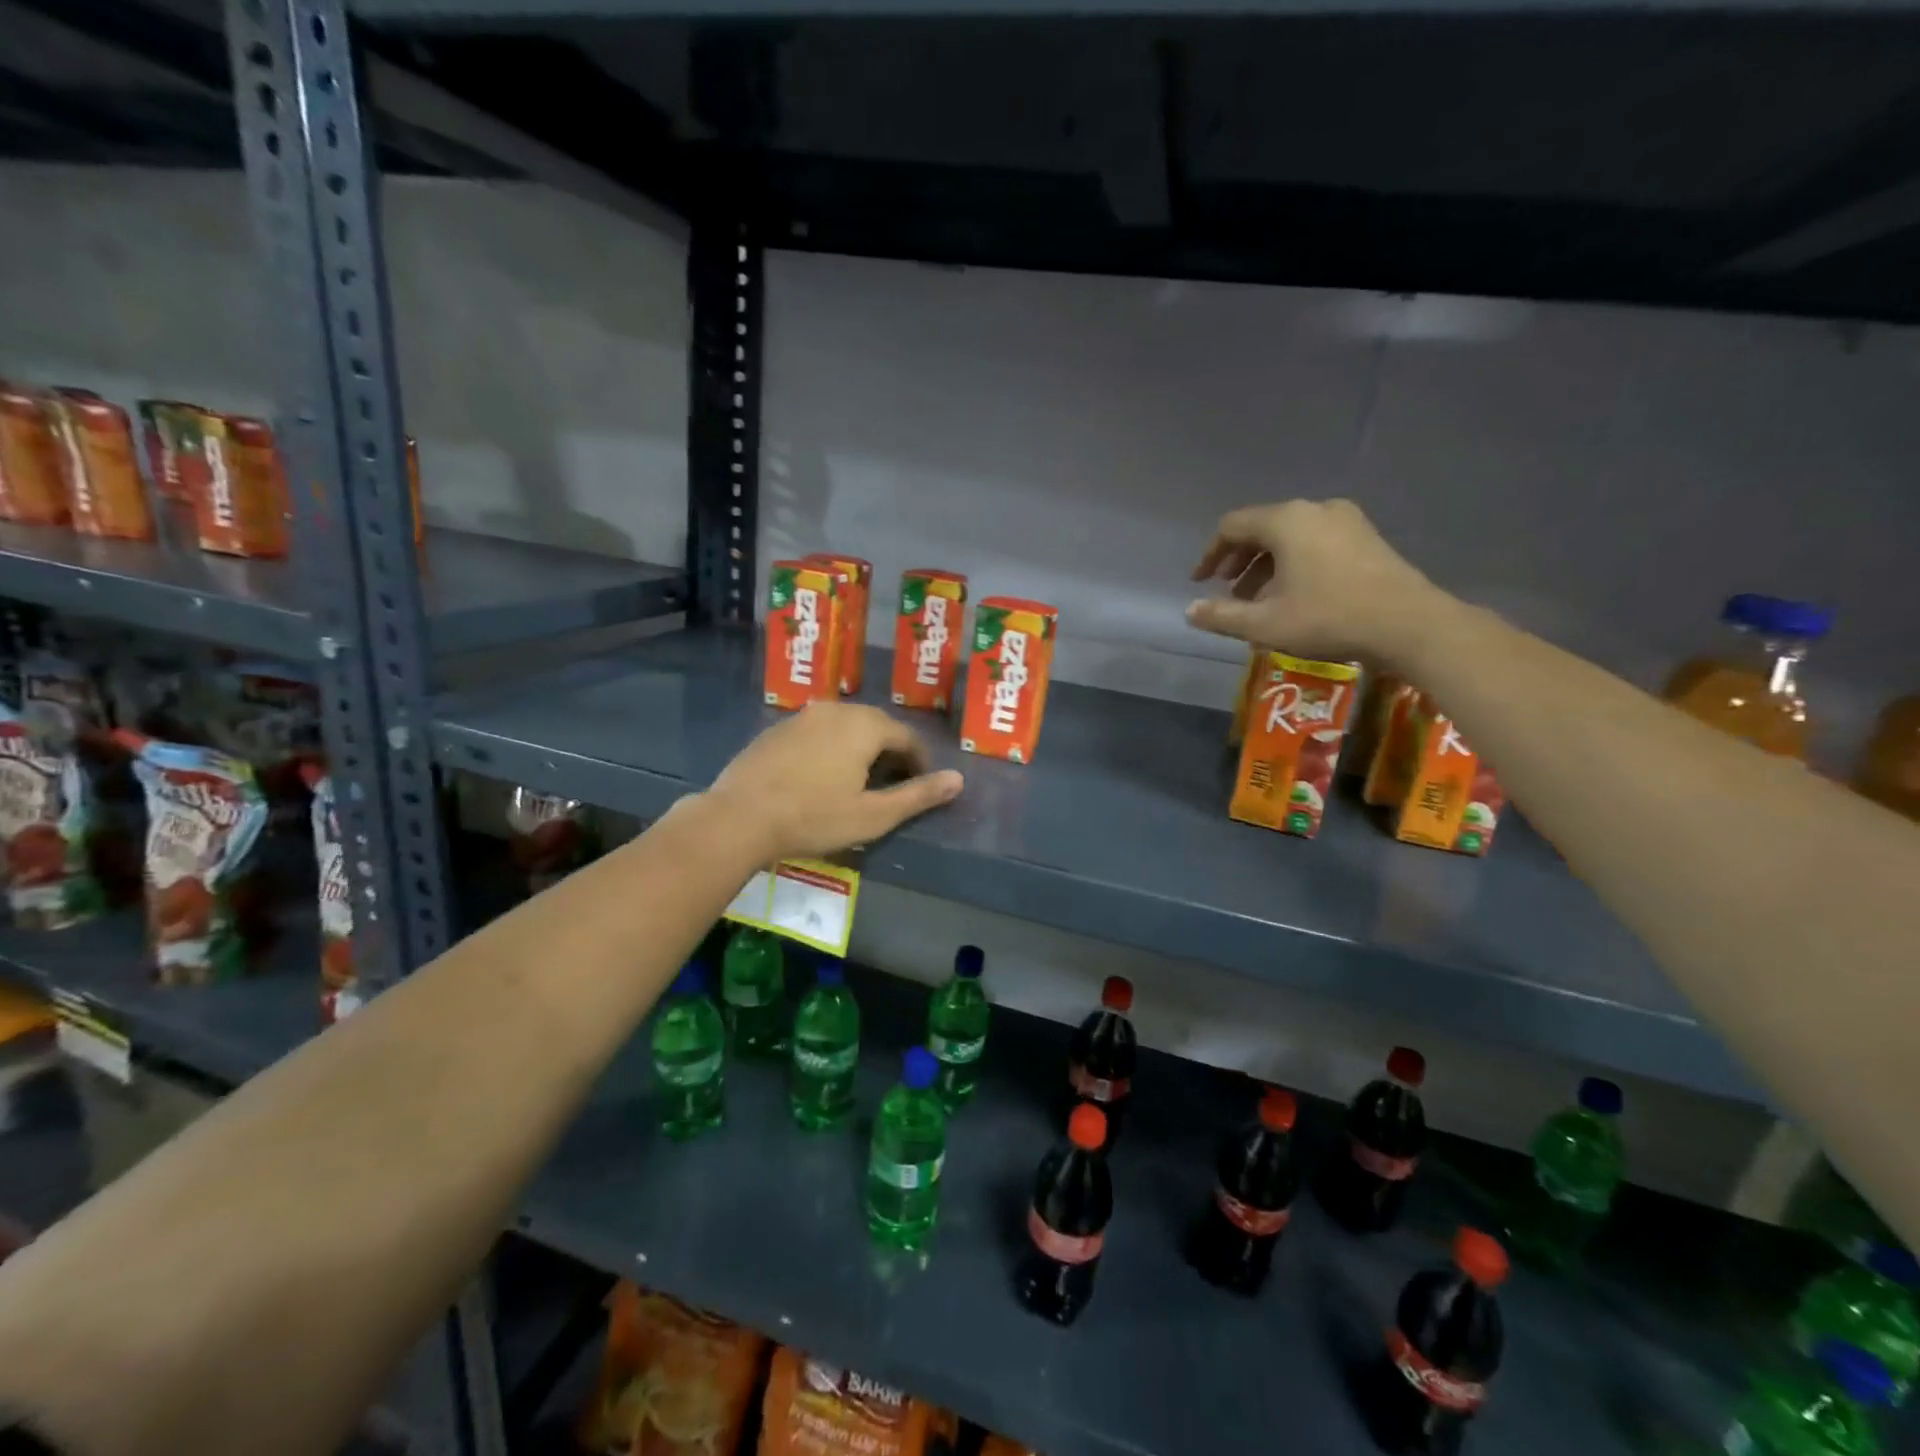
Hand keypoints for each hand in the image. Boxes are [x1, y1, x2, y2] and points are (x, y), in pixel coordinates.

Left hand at [704, 702, 963, 861]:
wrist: (740, 817)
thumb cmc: (813, 818)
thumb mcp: (873, 815)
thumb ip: (918, 795)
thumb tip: (958, 780)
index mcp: (864, 726)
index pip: (906, 736)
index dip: (919, 762)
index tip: (921, 786)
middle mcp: (836, 710)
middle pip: (876, 726)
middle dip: (891, 752)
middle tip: (893, 785)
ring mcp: (802, 716)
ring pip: (845, 726)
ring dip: (860, 748)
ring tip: (859, 781)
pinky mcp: (778, 728)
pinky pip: (818, 732)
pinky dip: (831, 748)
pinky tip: (821, 776)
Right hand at [1186, 499, 1440, 664]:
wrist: (1408, 624)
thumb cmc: (1328, 618)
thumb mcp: (1264, 624)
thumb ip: (1221, 616)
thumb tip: (1190, 611)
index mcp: (1286, 520)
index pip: (1232, 526)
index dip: (1211, 554)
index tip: (1200, 582)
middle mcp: (1315, 509)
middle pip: (1262, 528)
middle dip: (1239, 561)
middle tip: (1228, 593)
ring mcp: (1346, 520)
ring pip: (1290, 536)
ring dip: (1267, 566)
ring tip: (1259, 601)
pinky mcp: (1367, 537)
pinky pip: (1316, 542)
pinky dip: (1294, 563)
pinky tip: (1295, 595)